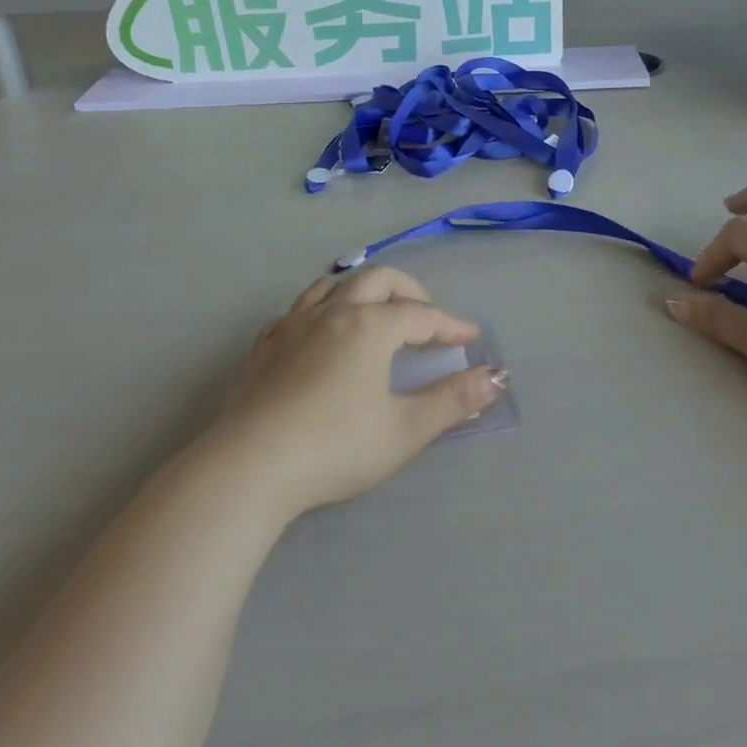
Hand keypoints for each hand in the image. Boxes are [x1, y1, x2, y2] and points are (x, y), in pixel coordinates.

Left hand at [212, 267, 507, 518]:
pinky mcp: (265, 347)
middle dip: (408, 291)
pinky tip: (319, 330)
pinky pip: (297, 310)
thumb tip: (496, 377)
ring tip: (375, 308)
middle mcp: (333, 312)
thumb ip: (453, 401)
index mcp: (370, 325)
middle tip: (426, 314)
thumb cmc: (336, 447)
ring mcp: (293, 325)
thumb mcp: (405, 430)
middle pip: (377, 279)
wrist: (250, 467)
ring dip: (362, 288)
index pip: (421, 315)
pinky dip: (320, 310)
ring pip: (333, 284)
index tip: (471, 338)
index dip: (450, 325)